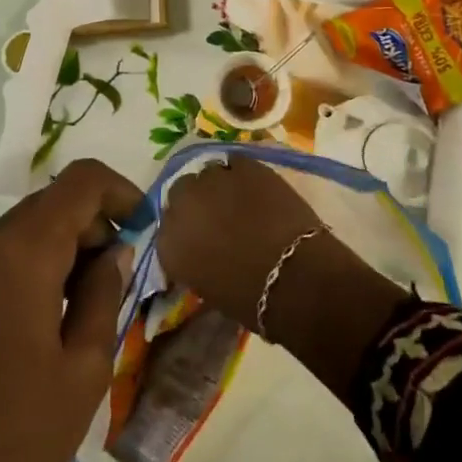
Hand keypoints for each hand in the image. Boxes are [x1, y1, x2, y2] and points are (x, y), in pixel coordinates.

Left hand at [0, 159, 141, 461]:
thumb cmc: (19, 434)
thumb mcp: (86, 366)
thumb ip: (106, 292)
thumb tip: (115, 250)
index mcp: (21, 252)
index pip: (80, 182)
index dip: (121, 191)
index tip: (145, 227)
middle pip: (52, 203)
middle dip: (94, 226)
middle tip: (121, 279)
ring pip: (27, 228)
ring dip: (65, 247)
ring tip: (88, 306)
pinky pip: (1, 254)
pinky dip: (35, 264)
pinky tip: (49, 317)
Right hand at [155, 156, 322, 328]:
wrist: (294, 277)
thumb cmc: (251, 298)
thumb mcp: (208, 287)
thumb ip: (195, 261)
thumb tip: (204, 250)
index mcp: (169, 244)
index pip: (167, 229)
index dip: (186, 231)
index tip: (200, 238)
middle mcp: (182, 205)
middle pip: (182, 192)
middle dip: (196, 201)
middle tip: (218, 216)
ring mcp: (212, 180)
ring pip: (208, 174)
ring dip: (219, 186)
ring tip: (239, 200)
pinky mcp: (244, 166)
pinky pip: (236, 163)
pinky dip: (243, 174)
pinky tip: (256, 187)